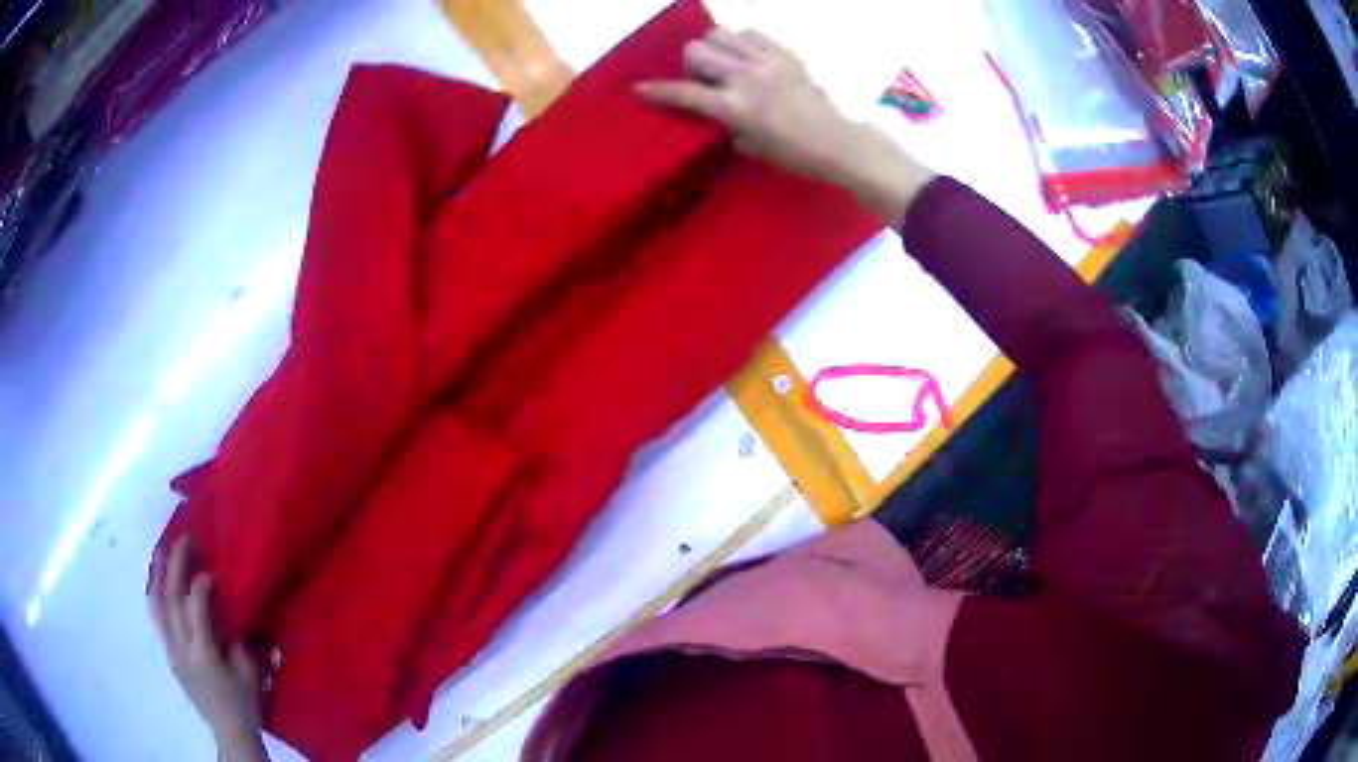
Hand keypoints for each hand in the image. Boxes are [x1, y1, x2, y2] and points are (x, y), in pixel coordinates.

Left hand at [150, 538, 265, 757]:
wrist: (230, 733)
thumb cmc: (244, 704)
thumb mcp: (248, 673)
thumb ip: (234, 640)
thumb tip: (225, 614)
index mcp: (203, 654)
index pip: (194, 608)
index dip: (201, 585)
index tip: (212, 572)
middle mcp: (182, 648)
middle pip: (172, 600)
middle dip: (176, 566)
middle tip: (184, 541)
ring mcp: (172, 651)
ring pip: (158, 606)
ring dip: (160, 576)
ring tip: (163, 550)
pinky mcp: (170, 655)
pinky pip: (158, 619)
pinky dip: (156, 596)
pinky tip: (158, 582)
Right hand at [636, 28, 933, 223]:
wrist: (838, 142)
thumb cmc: (793, 154)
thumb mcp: (750, 146)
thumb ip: (725, 122)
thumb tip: (711, 107)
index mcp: (735, 108)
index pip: (685, 92)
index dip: (658, 90)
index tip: (640, 88)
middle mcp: (746, 78)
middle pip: (696, 50)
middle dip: (690, 64)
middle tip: (702, 78)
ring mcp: (767, 61)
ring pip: (720, 33)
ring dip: (713, 46)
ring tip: (724, 62)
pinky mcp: (786, 53)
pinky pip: (751, 32)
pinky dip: (741, 41)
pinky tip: (747, 56)